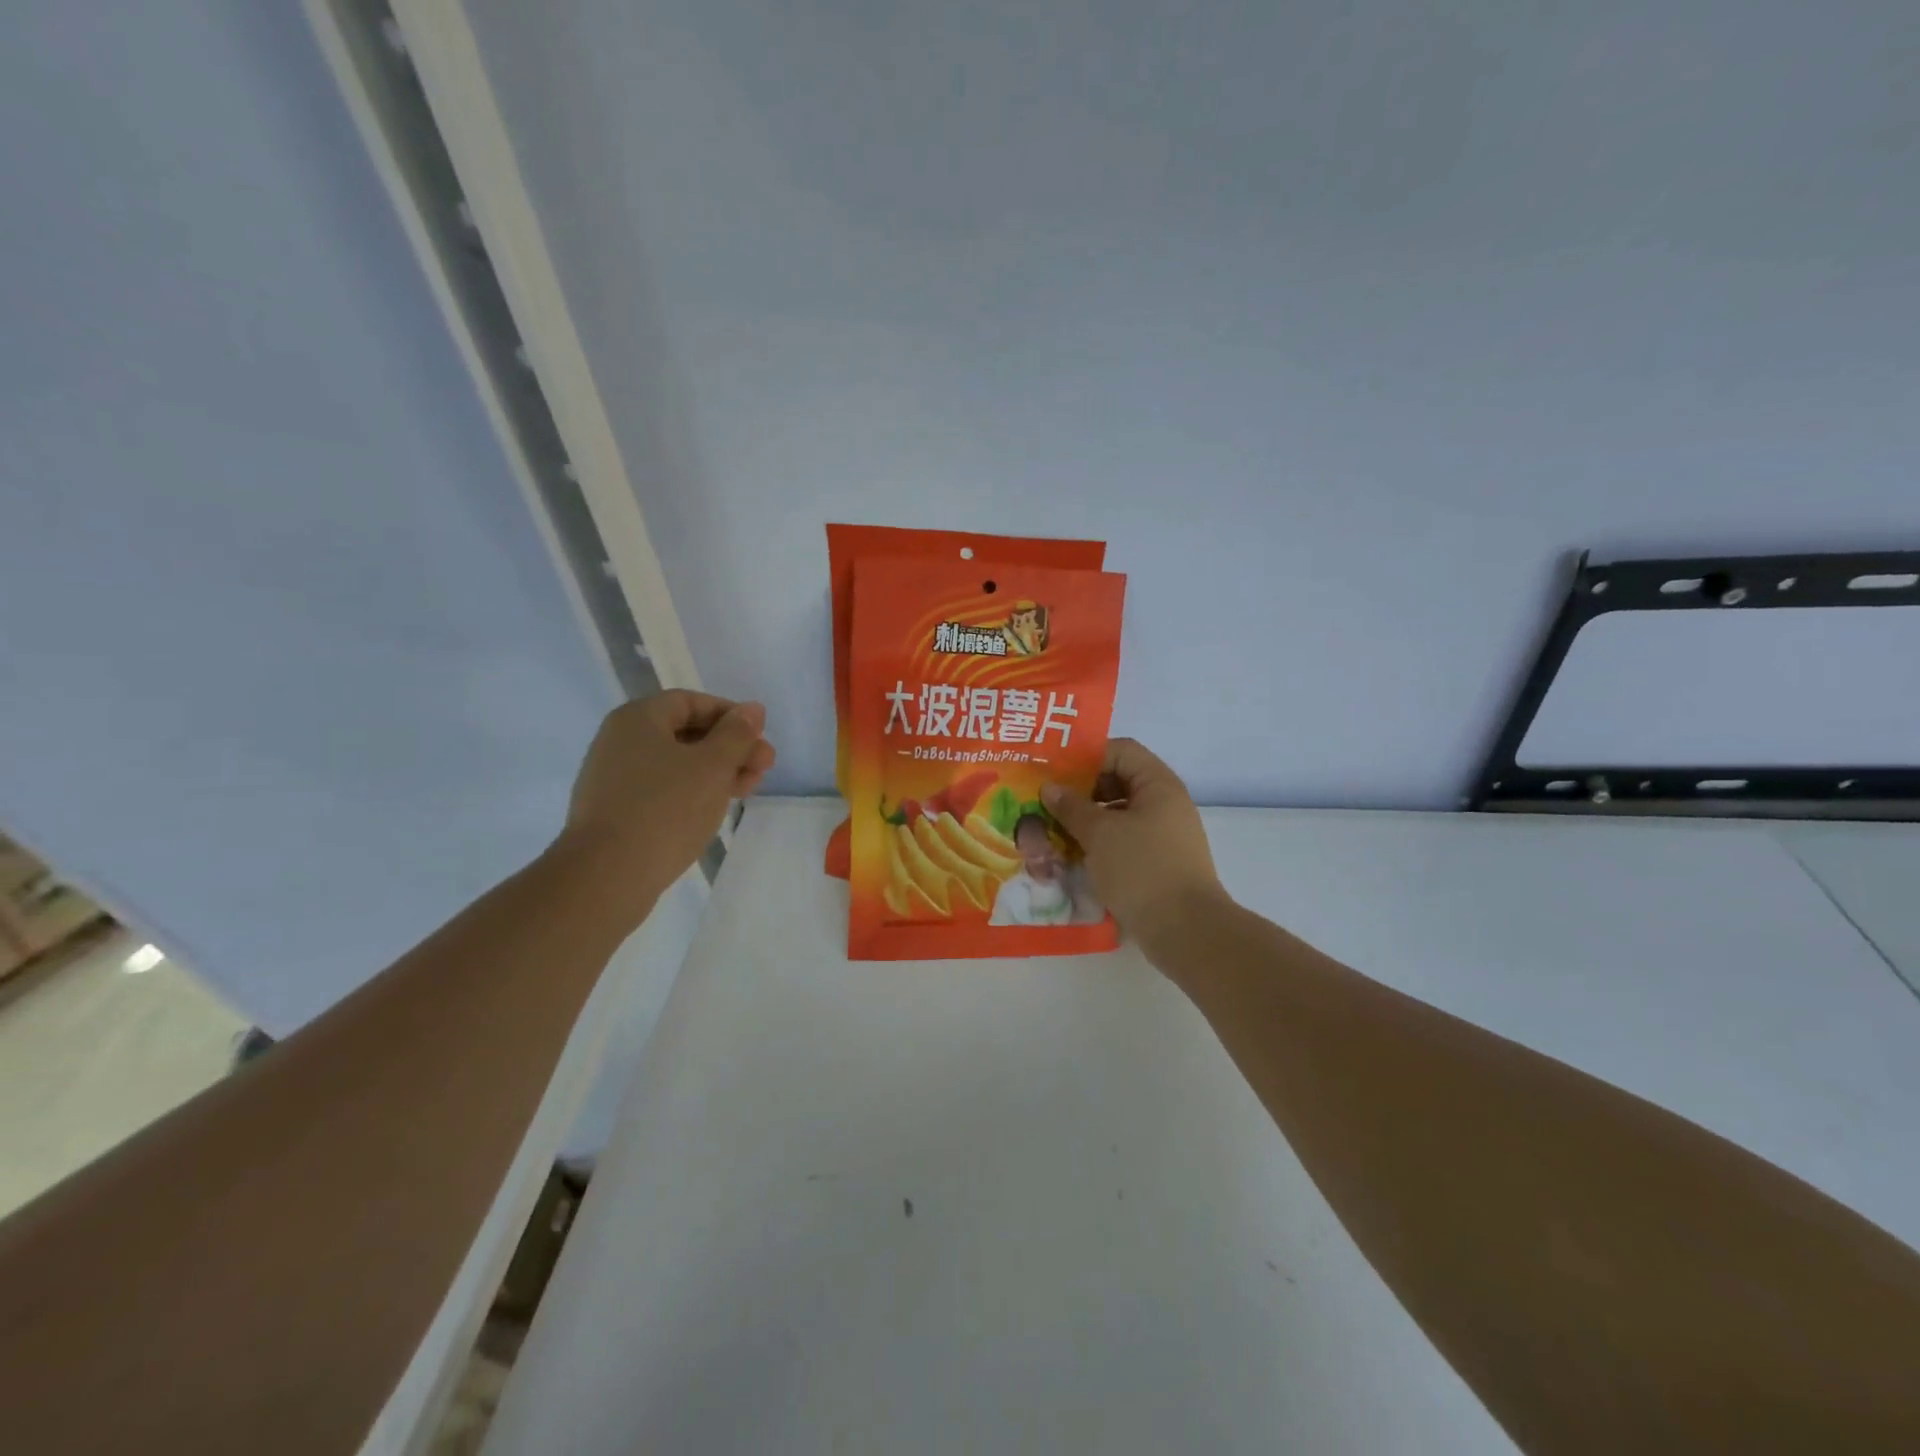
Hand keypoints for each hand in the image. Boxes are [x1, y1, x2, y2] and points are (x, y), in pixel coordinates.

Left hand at [557, 691, 775, 918]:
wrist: (607, 875)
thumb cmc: (666, 808)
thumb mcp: (713, 765)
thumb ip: (737, 734)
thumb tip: (753, 709)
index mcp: (638, 719)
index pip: (691, 702)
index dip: (731, 715)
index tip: (760, 736)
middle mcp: (620, 742)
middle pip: (685, 733)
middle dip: (730, 747)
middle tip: (764, 767)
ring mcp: (615, 779)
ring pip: (677, 764)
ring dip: (717, 772)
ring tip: (748, 790)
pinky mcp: (617, 812)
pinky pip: (662, 790)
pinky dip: (693, 792)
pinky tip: (715, 809)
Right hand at [1043, 739, 1227, 955]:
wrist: (1186, 931)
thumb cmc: (1142, 869)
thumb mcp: (1100, 833)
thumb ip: (1072, 807)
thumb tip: (1050, 788)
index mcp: (1158, 785)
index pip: (1121, 751)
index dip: (1087, 756)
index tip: (1054, 771)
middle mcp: (1165, 804)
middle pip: (1118, 781)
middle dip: (1081, 790)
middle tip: (1046, 802)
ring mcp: (1163, 835)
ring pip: (1118, 815)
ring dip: (1086, 820)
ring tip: (1052, 831)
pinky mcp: (1158, 863)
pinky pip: (1124, 841)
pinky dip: (1099, 844)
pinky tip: (1072, 856)